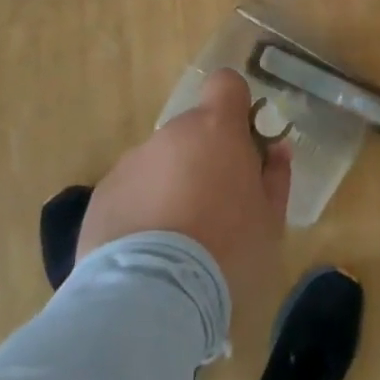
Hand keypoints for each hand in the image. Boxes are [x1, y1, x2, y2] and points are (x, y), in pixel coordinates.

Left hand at [78, 68, 292, 318]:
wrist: (153, 295)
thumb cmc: (227, 250)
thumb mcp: (270, 220)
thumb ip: (275, 176)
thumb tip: (277, 149)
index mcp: (217, 129)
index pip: (226, 84)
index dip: (235, 105)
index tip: (241, 139)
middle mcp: (172, 134)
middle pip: (192, 130)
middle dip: (203, 157)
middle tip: (214, 205)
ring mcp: (132, 162)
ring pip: (160, 162)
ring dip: (171, 185)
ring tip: (177, 239)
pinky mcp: (102, 196)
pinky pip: (131, 192)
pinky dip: (141, 211)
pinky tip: (147, 254)